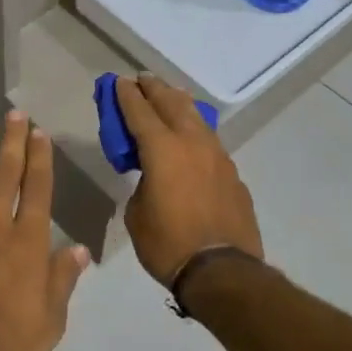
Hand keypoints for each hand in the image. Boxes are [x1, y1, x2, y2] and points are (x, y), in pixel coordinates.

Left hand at [0, 111, 89, 350]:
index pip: (37, 190)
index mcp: (27, 243)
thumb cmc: (6, 348)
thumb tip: (78, 249)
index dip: (40, 159)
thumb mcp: (50, 321)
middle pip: (6, 175)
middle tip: (13, 114)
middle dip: (11, 141)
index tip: (39, 132)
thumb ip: (62, 280)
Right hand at [115, 75, 262, 284]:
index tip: (119, 81)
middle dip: (154, 89)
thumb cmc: (168, 244)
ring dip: (179, 104)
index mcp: (162, 149)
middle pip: (171, 103)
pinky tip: (191, 138)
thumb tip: (152, 178)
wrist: (222, 270)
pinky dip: (195, 131)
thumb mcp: (137, 213)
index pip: (139, 112)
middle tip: (142, 80)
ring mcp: (217, 156)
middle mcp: (192, 143)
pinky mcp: (232, 173)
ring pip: (196, 118)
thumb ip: (142, 184)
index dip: (126, 95)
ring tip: (169, 97)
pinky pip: (209, 142)